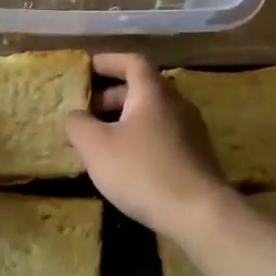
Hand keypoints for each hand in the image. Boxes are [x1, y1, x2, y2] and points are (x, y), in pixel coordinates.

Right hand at [64, 54, 230, 237]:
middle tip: (87, 108)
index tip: (87, 68)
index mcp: (153, 93)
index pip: (132, 61)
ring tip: (101, 136)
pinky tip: (125, 160)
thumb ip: (79, 124)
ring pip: (153, 113)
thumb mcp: (96, 146)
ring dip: (125, 117)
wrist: (199, 213)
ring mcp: (191, 130)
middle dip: (112, 94)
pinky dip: (140, 136)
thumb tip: (76, 115)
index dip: (108, 61)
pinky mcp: (196, 156)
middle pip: (143, 87)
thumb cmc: (142, 171)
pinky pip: (162, 134)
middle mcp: (177, 104)